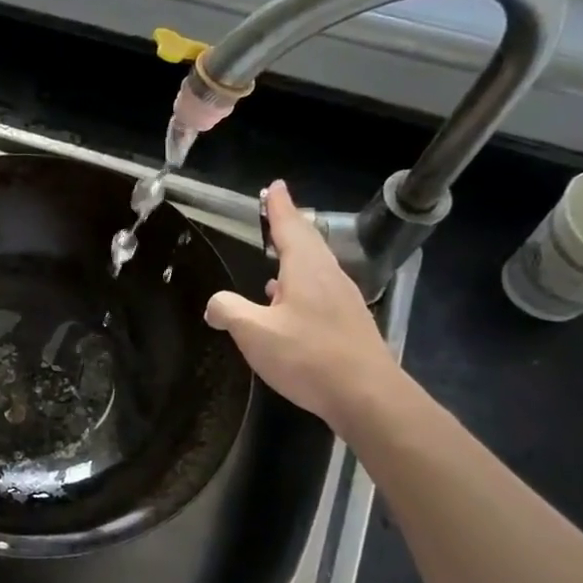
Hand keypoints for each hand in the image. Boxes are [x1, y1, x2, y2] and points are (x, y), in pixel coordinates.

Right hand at [204, 180, 401, 430]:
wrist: (367, 396)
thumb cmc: (308, 356)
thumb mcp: (254, 333)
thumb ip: (229, 311)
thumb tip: (215, 305)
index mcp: (307, 269)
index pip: (290, 227)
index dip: (279, 207)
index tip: (275, 186)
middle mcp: (329, 277)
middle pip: (307, 243)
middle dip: (289, 226)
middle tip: (274, 213)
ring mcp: (343, 300)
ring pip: (314, 268)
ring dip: (293, 259)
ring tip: (273, 260)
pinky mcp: (348, 323)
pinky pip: (319, 291)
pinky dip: (299, 285)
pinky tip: (286, 304)